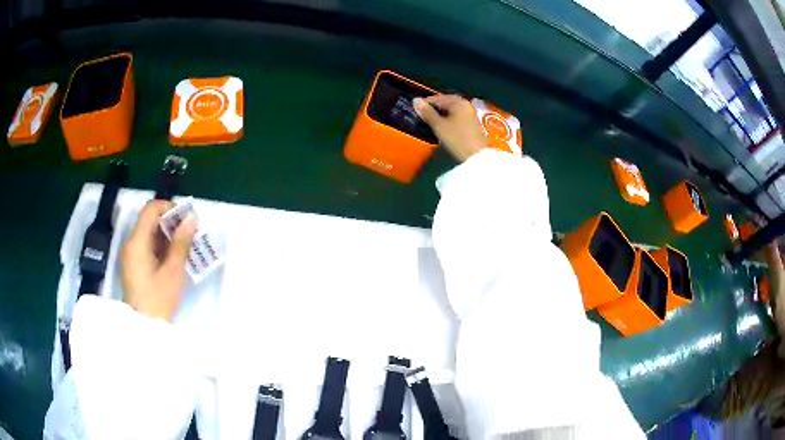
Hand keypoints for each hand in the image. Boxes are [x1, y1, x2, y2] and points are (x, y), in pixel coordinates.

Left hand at [121, 201, 195, 320]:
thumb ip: (181, 243)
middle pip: (149, 220)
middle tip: (190, 234)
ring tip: (185, 247)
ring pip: (149, 234)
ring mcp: (131, 255)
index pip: (151, 209)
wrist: (143, 329)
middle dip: (170, 222)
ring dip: (167, 235)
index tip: (186, 219)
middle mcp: (131, 244)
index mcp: (137, 242)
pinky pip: (147, 246)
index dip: (169, 208)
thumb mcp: (173, 272)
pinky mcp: (134, 266)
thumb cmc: (158, 300)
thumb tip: (191, 218)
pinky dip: (161, 247)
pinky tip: (174, 259)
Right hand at [413, 94, 488, 161]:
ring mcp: (470, 114)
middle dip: (434, 108)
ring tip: (429, 122)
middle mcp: (465, 104)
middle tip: (421, 116)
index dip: (425, 103)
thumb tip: (415, 100)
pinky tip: (442, 126)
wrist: (477, 157)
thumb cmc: (457, 139)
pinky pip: (457, 116)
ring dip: (440, 114)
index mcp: (458, 102)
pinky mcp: (472, 123)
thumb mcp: (439, 126)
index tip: (414, 110)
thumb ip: (427, 113)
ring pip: (451, 110)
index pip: (437, 98)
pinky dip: (448, 119)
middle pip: (446, 103)